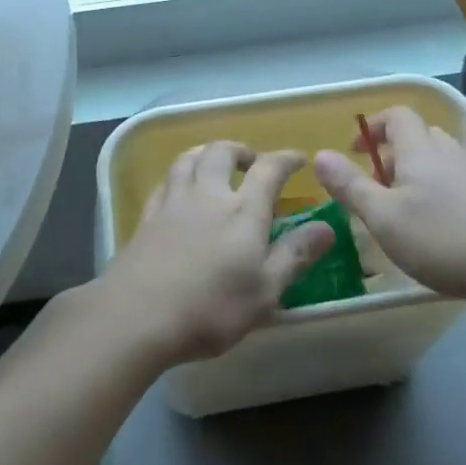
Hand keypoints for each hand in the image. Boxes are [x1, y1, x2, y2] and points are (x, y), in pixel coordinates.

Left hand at [98, 142, 332, 365]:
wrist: (138, 314)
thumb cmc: (211, 307)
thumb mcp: (265, 290)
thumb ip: (295, 255)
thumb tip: (327, 227)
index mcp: (242, 210)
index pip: (268, 169)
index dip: (285, 159)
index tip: (298, 158)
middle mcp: (207, 195)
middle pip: (221, 152)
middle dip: (240, 150)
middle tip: (251, 161)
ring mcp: (173, 202)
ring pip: (188, 159)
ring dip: (206, 154)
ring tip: (214, 164)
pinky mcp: (147, 217)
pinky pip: (164, 182)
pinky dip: (178, 176)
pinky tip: (179, 189)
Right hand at [313, 106, 465, 301]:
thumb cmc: (444, 238)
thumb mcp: (384, 217)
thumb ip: (350, 186)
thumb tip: (320, 155)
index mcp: (420, 150)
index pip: (396, 116)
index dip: (372, 126)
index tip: (354, 151)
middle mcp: (450, 153)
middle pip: (419, 137)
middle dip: (393, 154)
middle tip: (376, 186)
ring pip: (441, 161)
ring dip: (417, 175)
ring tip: (404, 211)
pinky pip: (459, 184)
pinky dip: (441, 195)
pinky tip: (440, 230)